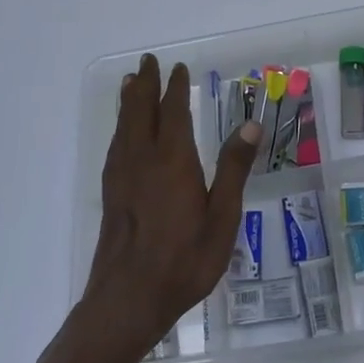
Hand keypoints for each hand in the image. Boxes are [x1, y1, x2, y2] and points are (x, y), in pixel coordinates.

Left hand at [79, 55, 259, 361]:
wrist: (127, 300)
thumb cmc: (184, 261)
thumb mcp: (222, 218)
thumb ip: (234, 170)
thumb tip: (251, 125)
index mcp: (172, 161)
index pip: (173, 113)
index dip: (175, 89)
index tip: (178, 69)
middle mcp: (142, 160)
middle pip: (141, 112)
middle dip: (146, 85)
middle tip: (148, 62)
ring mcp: (122, 177)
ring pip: (124, 127)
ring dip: (129, 102)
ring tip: (131, 84)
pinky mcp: (111, 194)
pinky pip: (116, 146)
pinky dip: (120, 127)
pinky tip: (123, 134)